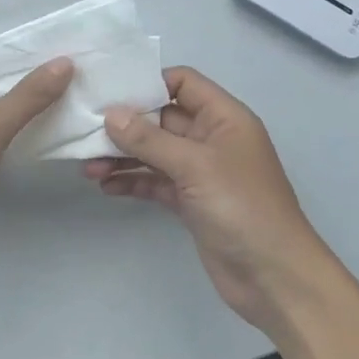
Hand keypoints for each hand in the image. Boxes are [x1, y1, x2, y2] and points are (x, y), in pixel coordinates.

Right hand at [84, 67, 345, 332]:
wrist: (274, 276)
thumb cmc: (242, 207)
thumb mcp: (195, 165)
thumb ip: (150, 139)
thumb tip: (111, 115)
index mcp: (223, 118)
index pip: (183, 83)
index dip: (149, 82)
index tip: (109, 90)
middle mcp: (211, 139)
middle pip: (162, 118)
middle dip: (125, 124)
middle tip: (84, 130)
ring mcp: (200, 172)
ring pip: (154, 153)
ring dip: (123, 156)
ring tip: (87, 167)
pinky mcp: (190, 202)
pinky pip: (155, 181)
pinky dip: (132, 181)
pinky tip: (105, 187)